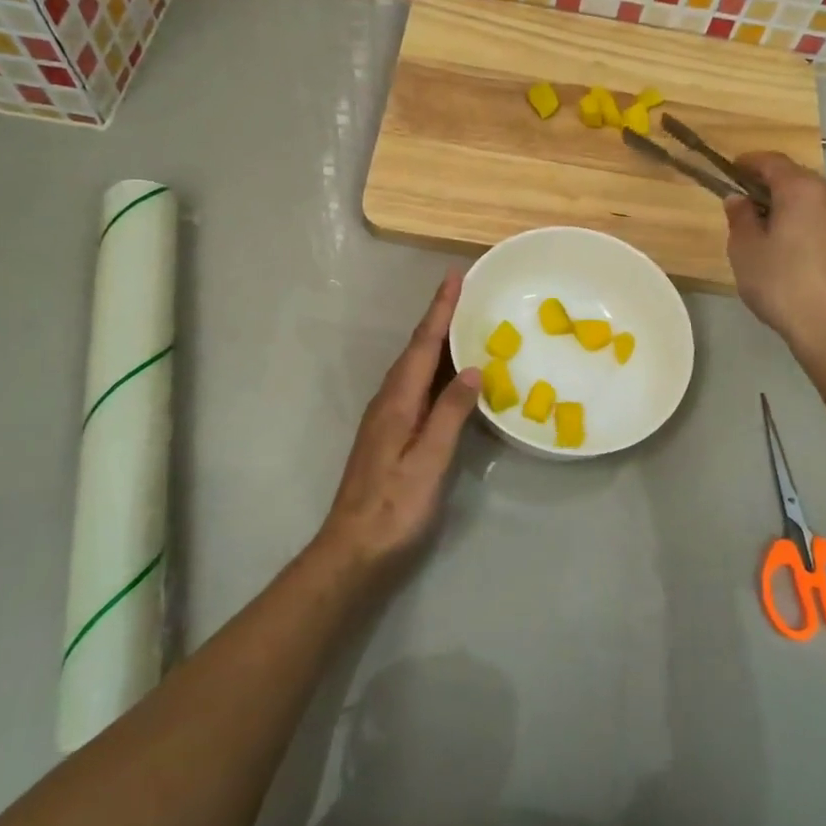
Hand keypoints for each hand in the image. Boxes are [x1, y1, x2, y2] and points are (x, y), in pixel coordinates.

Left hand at [314, 271, 480, 575]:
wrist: (354, 548)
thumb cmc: (395, 506)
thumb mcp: (429, 460)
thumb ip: (450, 412)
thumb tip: (472, 368)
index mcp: (398, 400)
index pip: (424, 344)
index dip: (441, 310)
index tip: (455, 276)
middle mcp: (389, 400)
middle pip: (417, 349)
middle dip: (439, 317)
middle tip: (464, 292)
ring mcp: (386, 417)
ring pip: (415, 366)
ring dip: (436, 340)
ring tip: (461, 323)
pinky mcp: (389, 433)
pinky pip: (416, 385)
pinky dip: (434, 369)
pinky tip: (448, 376)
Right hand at [726, 151, 825, 352]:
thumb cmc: (782, 283)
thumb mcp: (745, 250)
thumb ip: (740, 218)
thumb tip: (739, 199)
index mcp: (801, 190)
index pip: (773, 161)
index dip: (749, 162)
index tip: (732, 169)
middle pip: (798, 180)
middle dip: (771, 186)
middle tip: (747, 204)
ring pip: (816, 204)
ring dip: (793, 209)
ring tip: (771, 232)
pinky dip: (810, 229)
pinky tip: (797, 255)